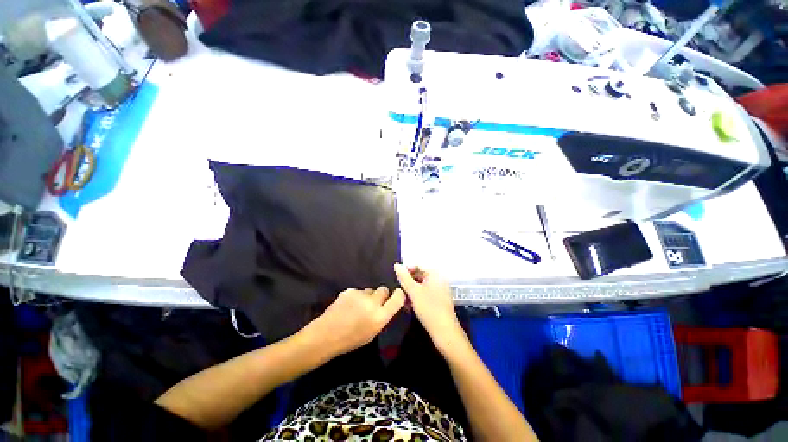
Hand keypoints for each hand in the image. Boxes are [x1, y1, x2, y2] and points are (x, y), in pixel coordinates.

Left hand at [304, 287, 405, 356]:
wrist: (326, 335)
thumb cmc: (351, 340)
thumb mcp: (372, 333)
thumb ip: (381, 318)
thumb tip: (387, 306)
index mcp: (380, 317)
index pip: (398, 298)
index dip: (399, 294)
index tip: (397, 294)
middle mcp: (372, 303)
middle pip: (384, 290)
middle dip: (381, 295)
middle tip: (373, 303)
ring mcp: (360, 295)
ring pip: (369, 290)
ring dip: (367, 296)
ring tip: (357, 307)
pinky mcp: (350, 290)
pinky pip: (358, 291)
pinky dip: (355, 297)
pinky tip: (346, 306)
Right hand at [394, 264, 467, 354]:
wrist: (444, 331)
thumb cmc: (429, 308)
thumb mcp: (413, 291)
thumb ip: (404, 277)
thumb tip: (397, 265)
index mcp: (435, 274)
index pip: (419, 265)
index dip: (407, 269)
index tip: (397, 276)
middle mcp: (440, 279)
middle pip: (421, 275)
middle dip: (409, 281)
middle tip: (399, 288)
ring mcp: (441, 290)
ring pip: (423, 286)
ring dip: (412, 290)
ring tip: (403, 297)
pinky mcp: (440, 300)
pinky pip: (427, 293)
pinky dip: (418, 296)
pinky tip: (410, 305)